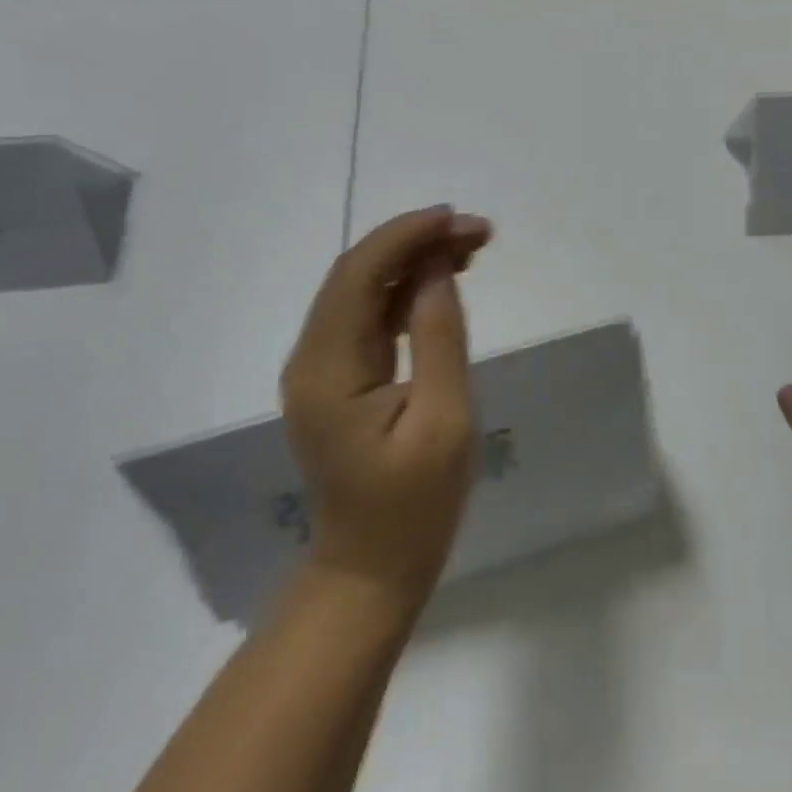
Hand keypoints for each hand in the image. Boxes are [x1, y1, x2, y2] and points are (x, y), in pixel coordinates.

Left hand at [281, 206, 493, 605]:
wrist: (370, 571)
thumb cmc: (413, 508)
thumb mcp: (443, 423)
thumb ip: (439, 338)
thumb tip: (437, 269)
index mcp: (327, 368)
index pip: (357, 274)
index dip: (406, 236)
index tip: (458, 219)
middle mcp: (312, 357)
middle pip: (357, 274)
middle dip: (416, 241)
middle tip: (479, 232)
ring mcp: (323, 367)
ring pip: (364, 289)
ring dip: (413, 260)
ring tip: (472, 247)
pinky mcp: (340, 378)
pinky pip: (370, 316)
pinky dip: (406, 289)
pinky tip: (443, 280)